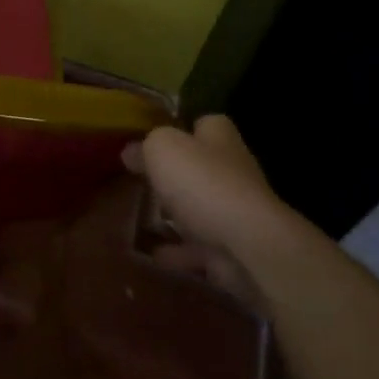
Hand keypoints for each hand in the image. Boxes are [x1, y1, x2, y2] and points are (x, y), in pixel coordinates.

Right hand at [123, 115, 290, 305]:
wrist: (247, 245)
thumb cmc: (203, 183)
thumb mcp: (162, 148)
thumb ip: (145, 147)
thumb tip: (131, 152)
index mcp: (219, 138)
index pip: (203, 124)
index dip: (180, 129)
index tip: (153, 141)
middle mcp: (233, 170)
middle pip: (201, 167)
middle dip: (175, 175)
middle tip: (141, 181)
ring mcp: (235, 213)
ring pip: (200, 209)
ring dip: (177, 215)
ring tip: (142, 219)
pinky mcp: (232, 249)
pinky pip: (198, 249)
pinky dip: (178, 252)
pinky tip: (154, 255)